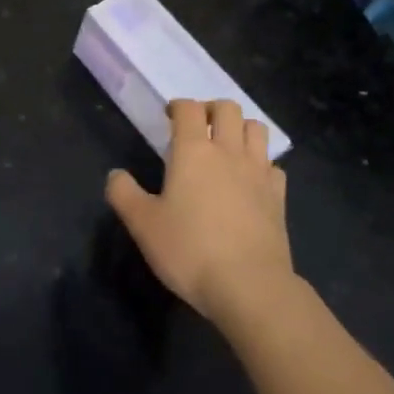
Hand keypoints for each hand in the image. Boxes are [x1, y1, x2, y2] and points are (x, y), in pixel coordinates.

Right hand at [105, 99, 293, 325]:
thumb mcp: (143, 225)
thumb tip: (115, 175)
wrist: (249, 287)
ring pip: (257, 129)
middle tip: (199, 127)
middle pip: (228, 108)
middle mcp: (228, 152)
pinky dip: (262, 164)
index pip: (188, 109)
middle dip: (212, 109)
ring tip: (227, 146)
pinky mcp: (278, 197)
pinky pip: (273, 165)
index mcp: (193, 151)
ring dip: (241, 128)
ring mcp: (258, 173)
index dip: (178, 106)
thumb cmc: (190, 251)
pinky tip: (251, 180)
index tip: (169, 116)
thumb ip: (124, 194)